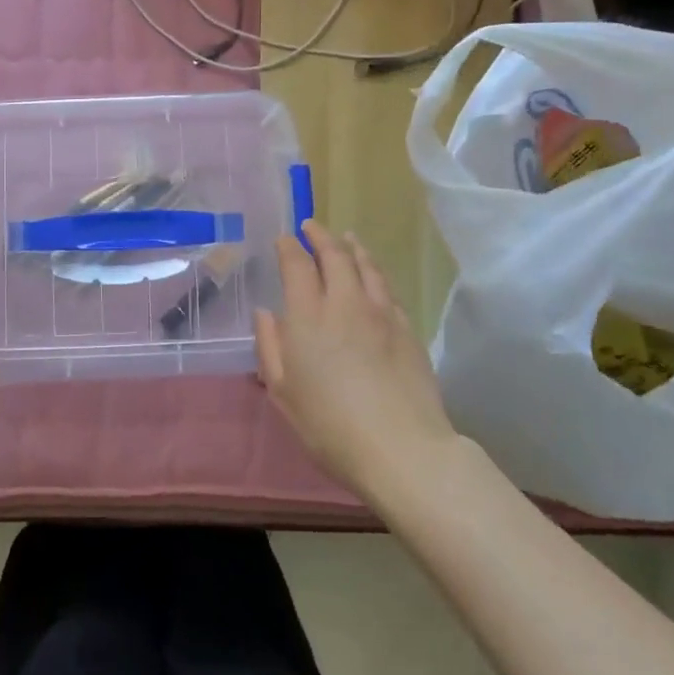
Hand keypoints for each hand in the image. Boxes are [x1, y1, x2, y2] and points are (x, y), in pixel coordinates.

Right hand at [254, 221, 457, 506]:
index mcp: (308, 317)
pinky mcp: (408, 329)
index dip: (289, 247)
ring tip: (346, 238)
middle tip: (312, 226)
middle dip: (321, 236)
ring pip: (367, 266)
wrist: (402, 448)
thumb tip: (265, 313)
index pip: (297, 266)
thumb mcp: (284, 393)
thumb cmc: (330, 426)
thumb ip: (270, 347)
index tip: (284, 238)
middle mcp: (345, 303)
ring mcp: (382, 313)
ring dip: (353, 247)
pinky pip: (388, 289)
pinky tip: (374, 276)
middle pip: (335, 256)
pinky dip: (376, 272)